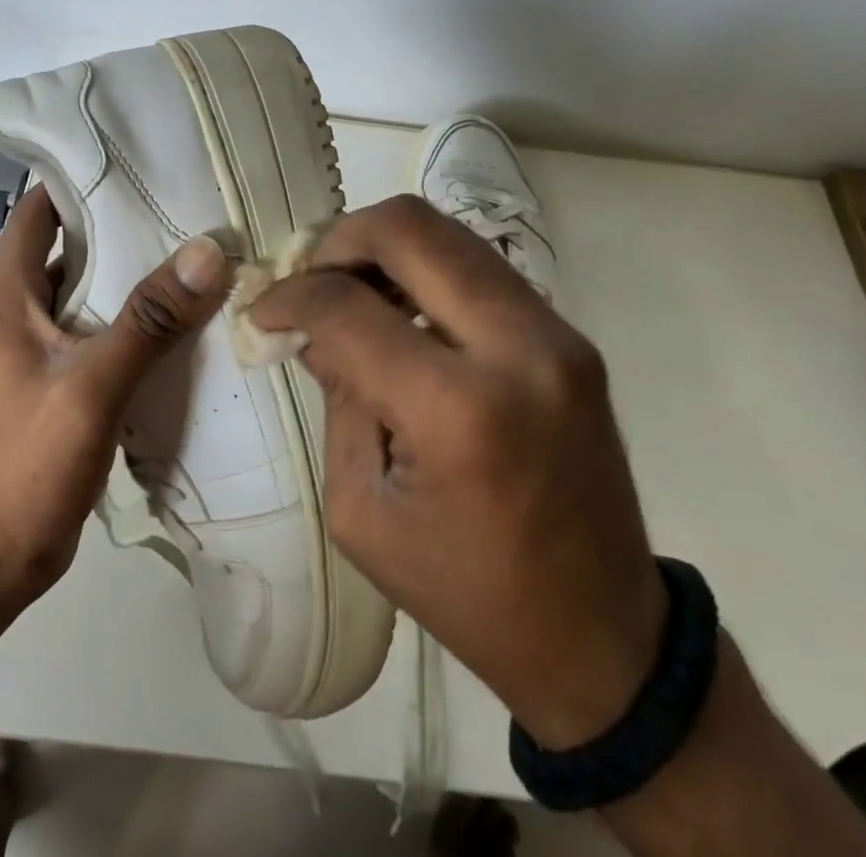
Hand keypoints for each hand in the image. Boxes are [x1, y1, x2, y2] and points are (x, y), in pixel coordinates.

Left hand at [0, 183, 230, 608]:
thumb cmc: (24, 465)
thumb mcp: (92, 386)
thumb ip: (149, 320)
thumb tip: (207, 250)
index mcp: (6, 296)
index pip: (38, 211)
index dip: (79, 180)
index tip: (137, 162)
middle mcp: (14, 313)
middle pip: (68, 249)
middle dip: (120, 226)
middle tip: (185, 207)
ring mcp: (32, 351)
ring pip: (84, 293)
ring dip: (129, 278)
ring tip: (192, 257)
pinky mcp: (51, 384)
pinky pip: (93, 334)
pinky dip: (129, 322)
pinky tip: (176, 325)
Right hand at [248, 194, 666, 748]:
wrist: (602, 638)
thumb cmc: (466, 591)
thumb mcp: (364, 511)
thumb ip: (338, 398)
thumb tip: (314, 326)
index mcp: (457, 409)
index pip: (348, 307)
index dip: (290, 297)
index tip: (263, 311)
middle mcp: (517, 347)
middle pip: (409, 228)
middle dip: (339, 241)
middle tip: (308, 279)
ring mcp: (555, 332)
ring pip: (449, 233)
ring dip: (384, 248)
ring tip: (350, 292)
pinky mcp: (570, 336)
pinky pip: (479, 267)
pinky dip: (425, 270)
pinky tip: (399, 311)